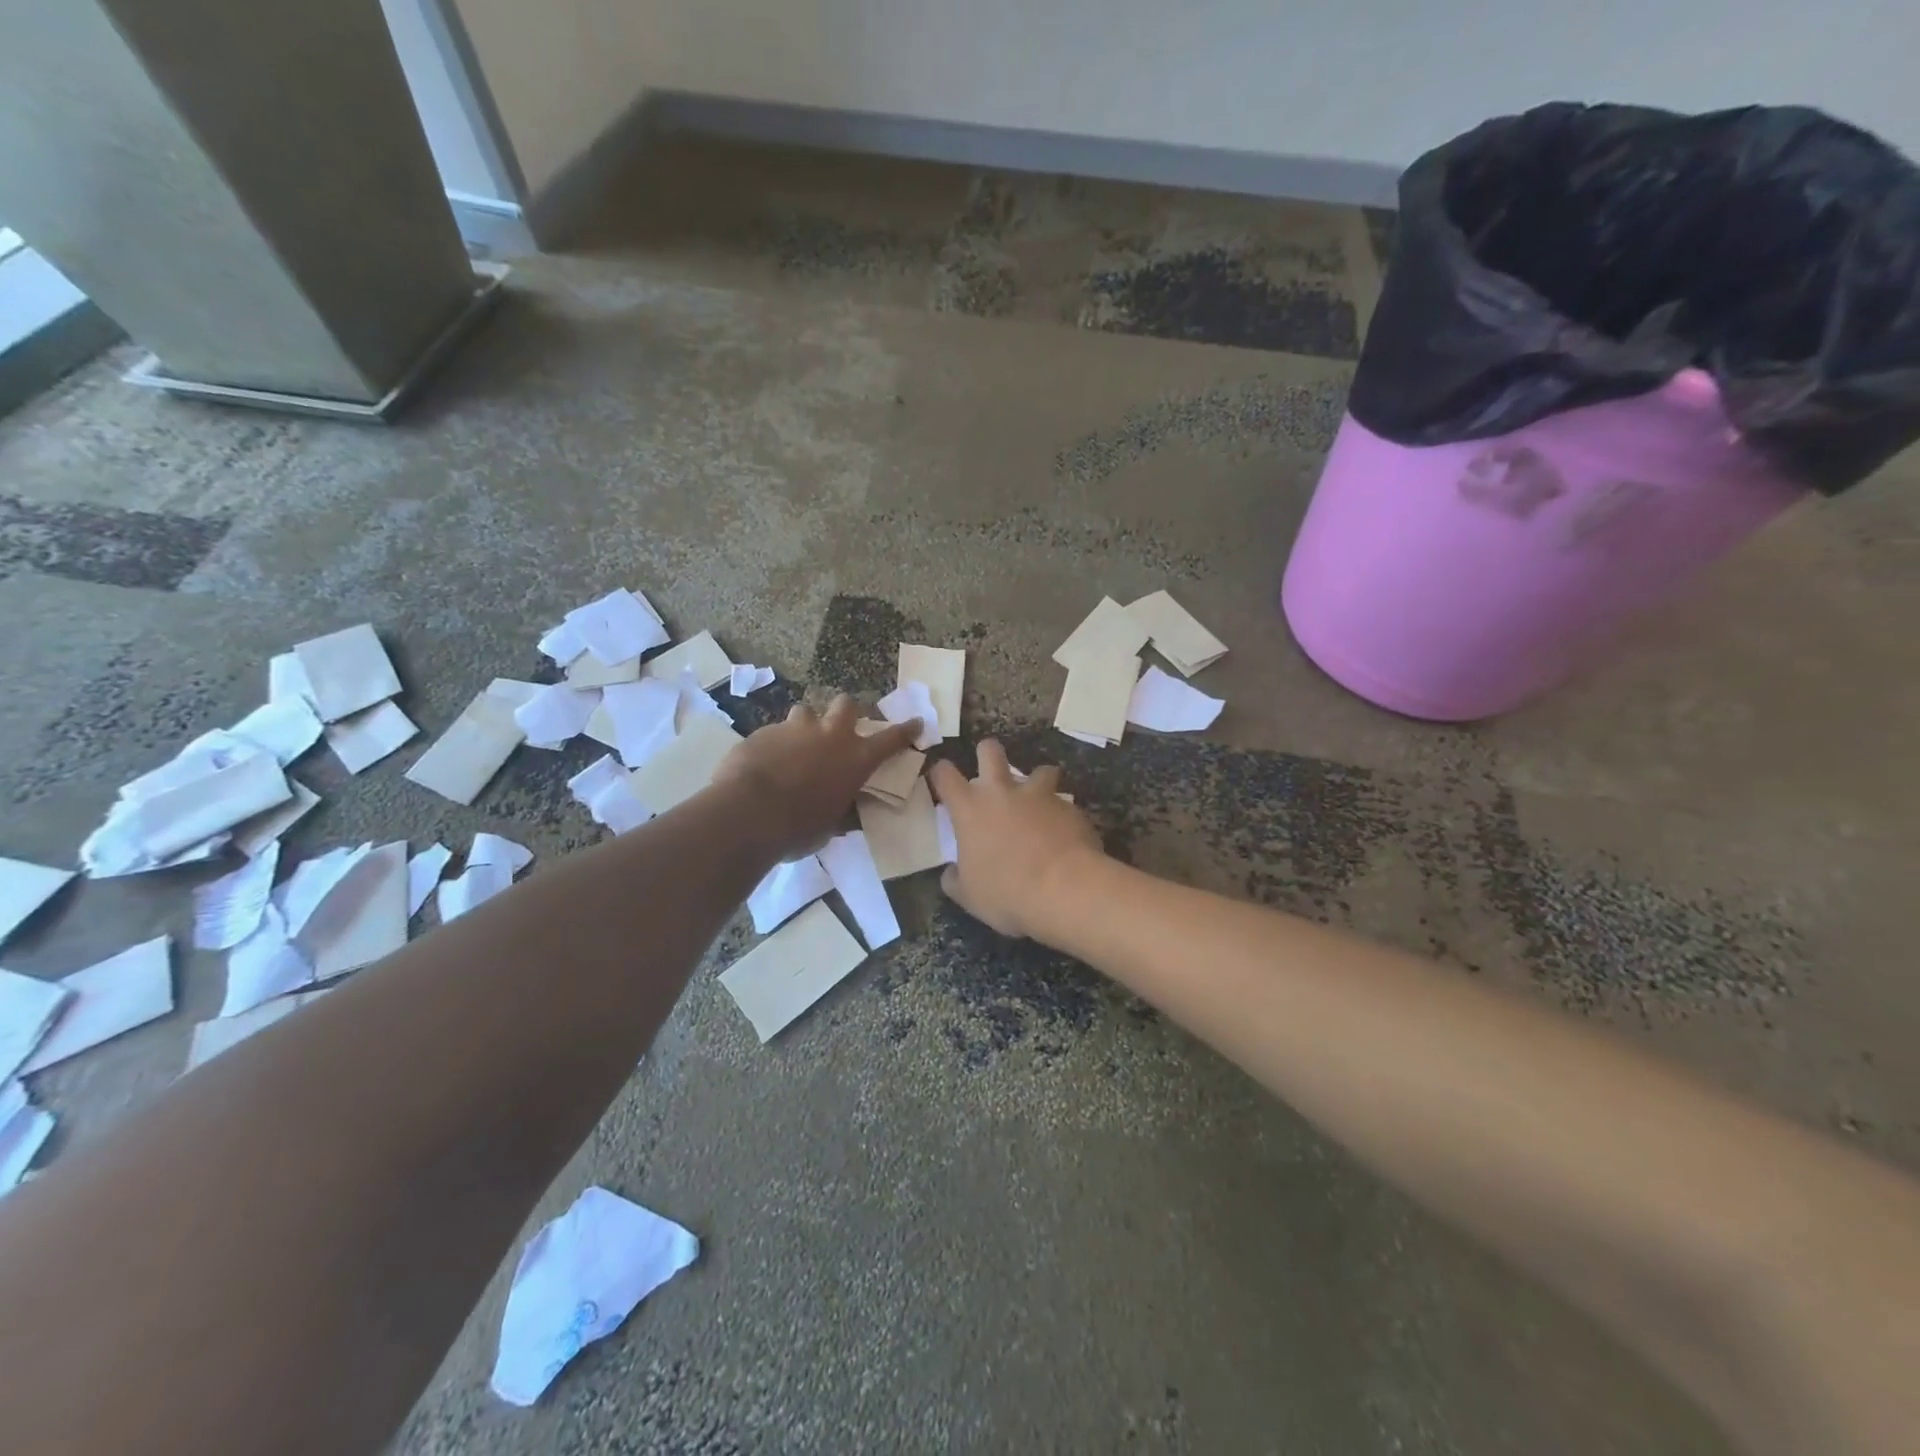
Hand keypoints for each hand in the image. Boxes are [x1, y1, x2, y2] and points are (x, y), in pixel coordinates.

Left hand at [716, 694, 919, 859]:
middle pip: (846, 704)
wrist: (748, 814)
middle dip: (845, 712)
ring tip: (795, 746)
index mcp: (855, 759)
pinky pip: (773, 732)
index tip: (916, 722)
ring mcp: (795, 729)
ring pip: (805, 712)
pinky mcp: (763, 732)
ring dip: (805, 726)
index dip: (906, 730)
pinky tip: (763, 764)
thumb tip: (843, 813)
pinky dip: (774, 745)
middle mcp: (830, 736)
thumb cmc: (798, 828)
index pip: (891, 739)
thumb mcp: (830, 826)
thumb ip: (839, 810)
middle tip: (838, 728)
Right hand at [927, 740, 1105, 938]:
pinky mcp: (1070, 807)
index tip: (942, 779)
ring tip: (1040, 801)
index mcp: (970, 809)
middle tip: (990, 769)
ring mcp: (1040, 795)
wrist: (1065, 889)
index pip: (945, 774)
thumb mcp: (969, 896)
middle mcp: (1003, 792)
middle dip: (987, 752)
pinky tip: (1065, 835)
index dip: (941, 773)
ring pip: (1040, 770)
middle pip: (990, 750)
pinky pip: (1064, 803)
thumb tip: (952, 872)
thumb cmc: (1007, 893)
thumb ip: (955, 879)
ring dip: (1038, 781)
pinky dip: (1062, 814)